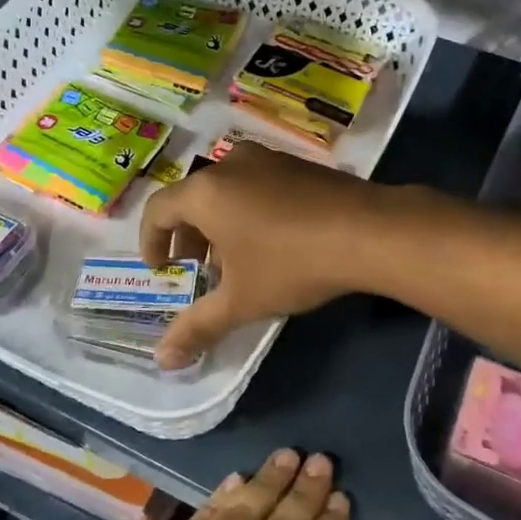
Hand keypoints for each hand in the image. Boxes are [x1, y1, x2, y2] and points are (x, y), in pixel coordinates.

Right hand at [140, 143, 388, 368]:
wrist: (369, 231)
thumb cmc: (291, 263)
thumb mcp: (242, 300)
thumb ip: (198, 326)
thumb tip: (163, 360)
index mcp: (206, 191)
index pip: (158, 211)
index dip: (151, 243)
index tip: (162, 270)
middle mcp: (231, 165)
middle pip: (193, 198)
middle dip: (189, 237)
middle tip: (198, 270)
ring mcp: (269, 159)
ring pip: (227, 190)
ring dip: (221, 224)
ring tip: (237, 260)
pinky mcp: (299, 164)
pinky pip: (257, 184)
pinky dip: (249, 210)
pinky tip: (274, 242)